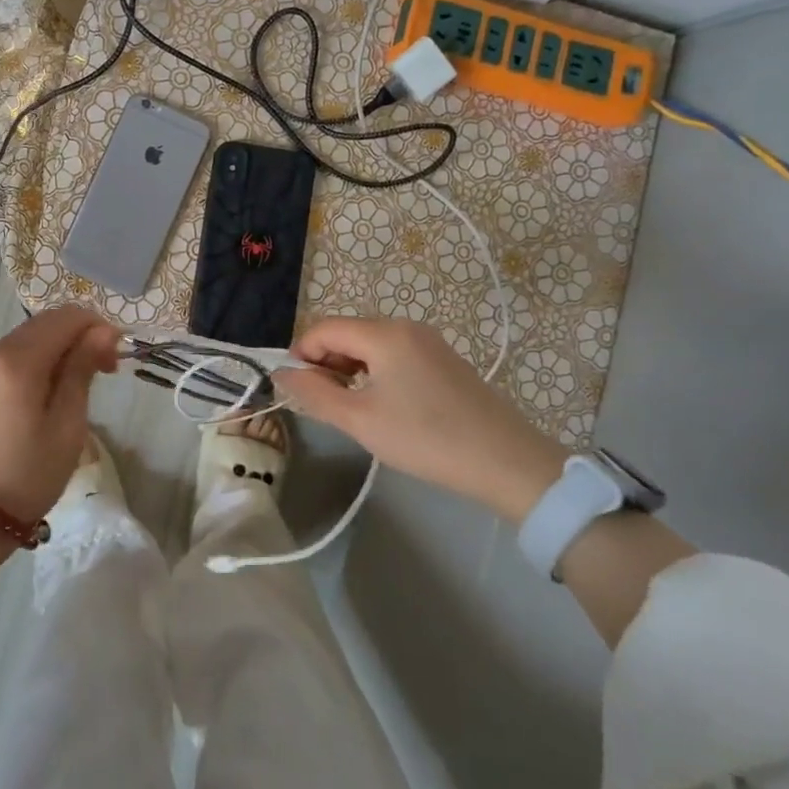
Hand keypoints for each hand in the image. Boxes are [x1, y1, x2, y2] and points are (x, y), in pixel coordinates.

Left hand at [0, 306, 119, 522]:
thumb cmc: (27, 476)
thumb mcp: (67, 426)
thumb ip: (82, 370)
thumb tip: (102, 331)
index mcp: (16, 361)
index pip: (65, 317)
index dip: (96, 328)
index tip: (113, 361)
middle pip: (41, 325)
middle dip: (75, 339)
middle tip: (98, 375)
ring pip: (19, 342)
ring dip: (49, 353)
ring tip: (64, 393)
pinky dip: (23, 367)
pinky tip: (30, 402)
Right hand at [275, 317, 567, 521]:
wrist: (507, 462)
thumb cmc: (425, 438)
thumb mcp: (359, 419)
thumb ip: (314, 393)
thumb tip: (281, 374)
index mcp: (383, 333)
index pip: (323, 328)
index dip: (301, 355)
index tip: (297, 391)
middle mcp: (405, 326)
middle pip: (347, 332)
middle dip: (326, 362)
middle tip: (325, 405)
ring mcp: (429, 341)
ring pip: (371, 344)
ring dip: (350, 369)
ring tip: (353, 409)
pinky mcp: (445, 360)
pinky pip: (395, 354)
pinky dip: (376, 372)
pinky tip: (385, 406)